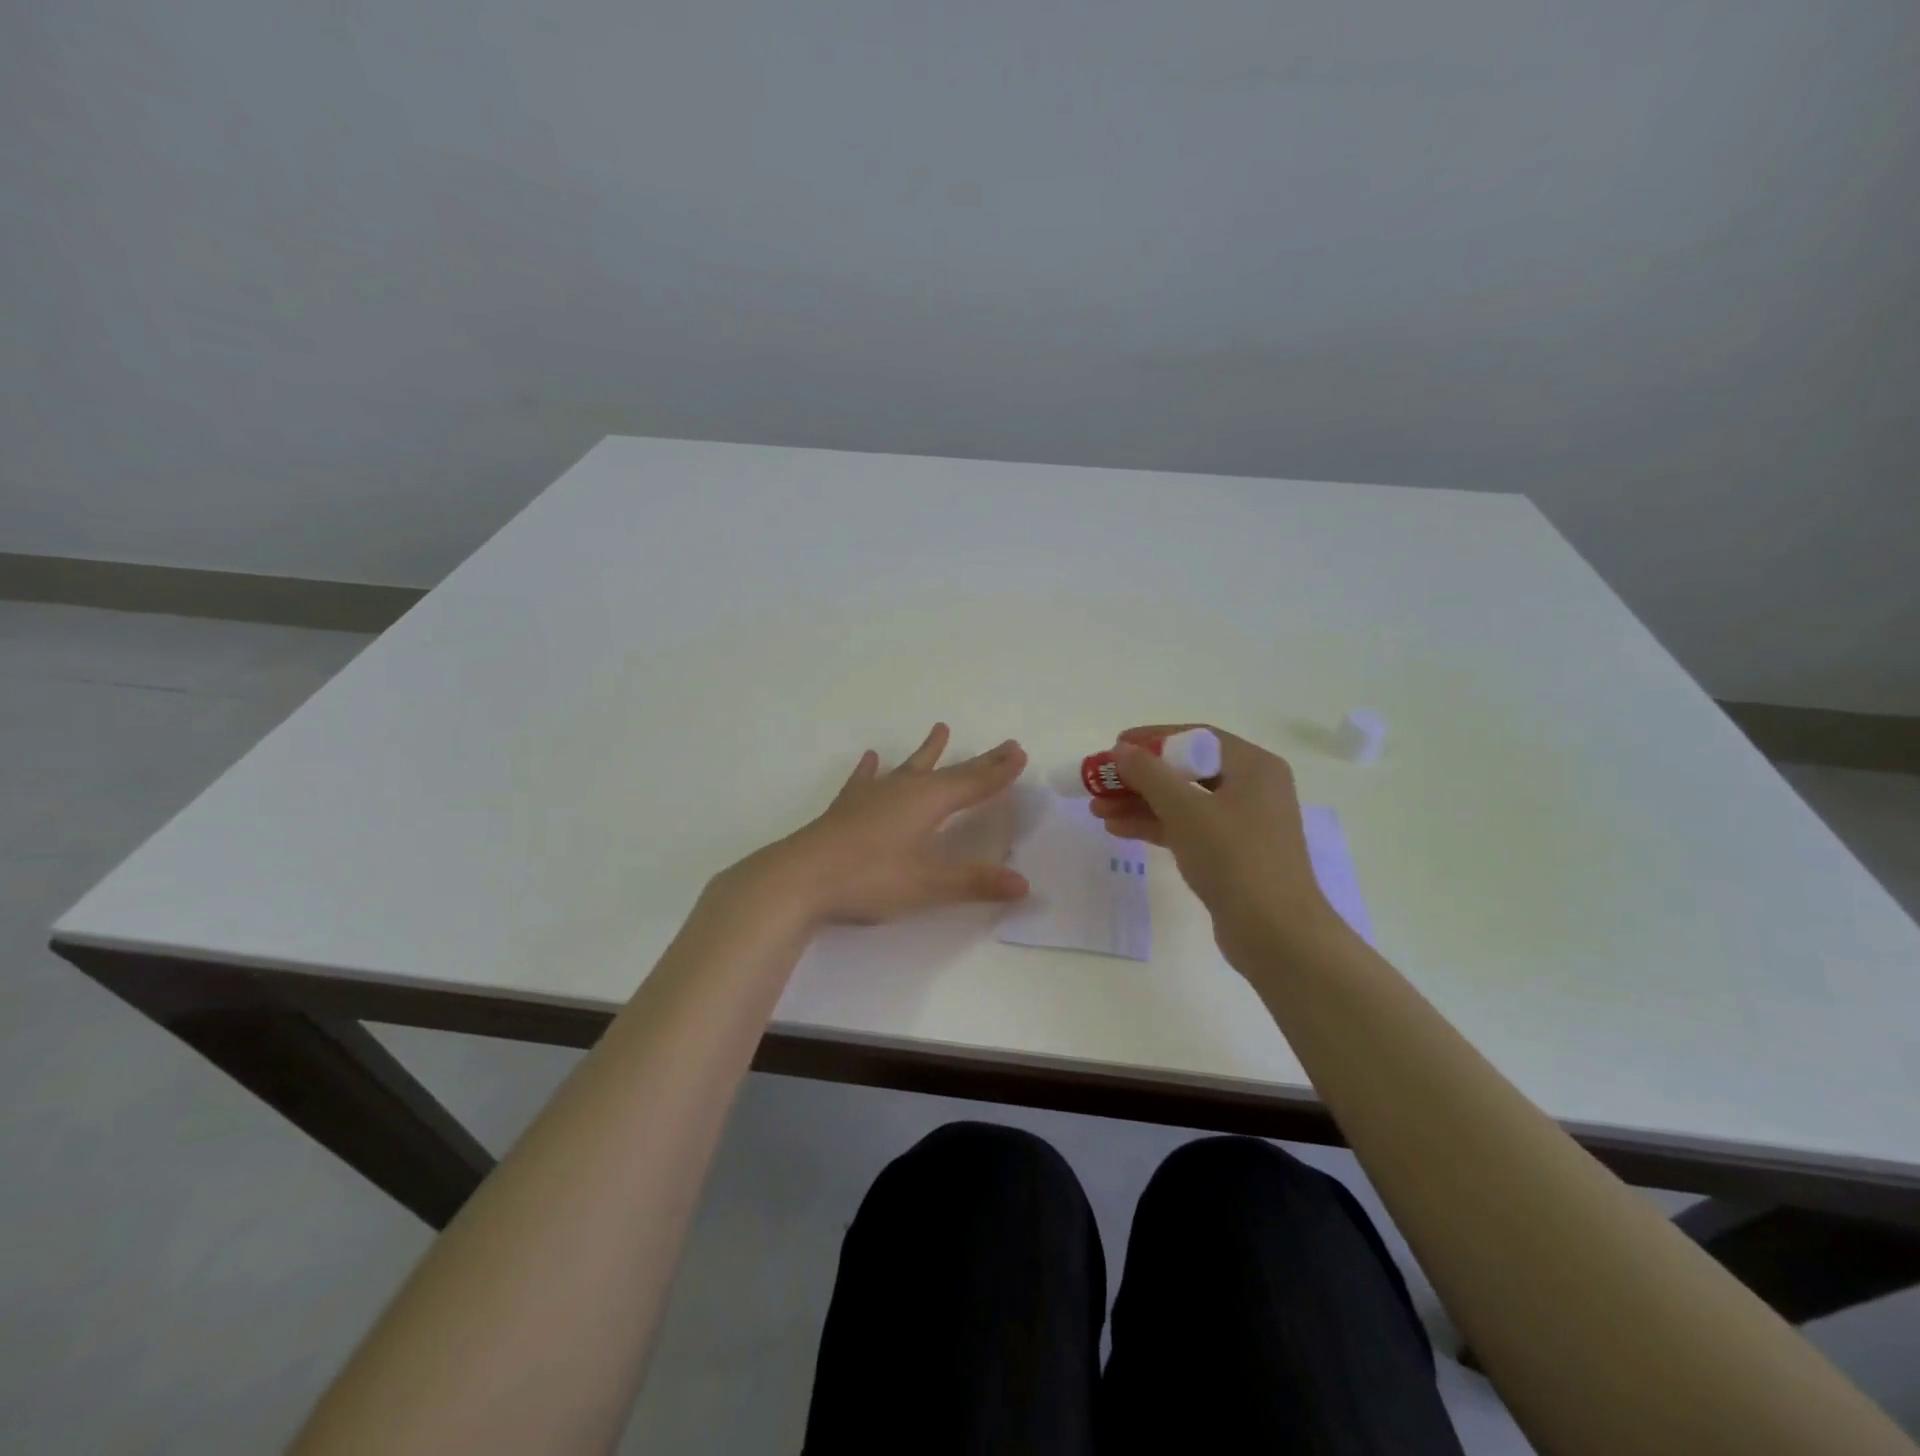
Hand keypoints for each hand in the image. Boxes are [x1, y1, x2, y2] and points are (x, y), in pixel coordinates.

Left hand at [728, 724, 1030, 925]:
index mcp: (927, 802)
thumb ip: (975, 882)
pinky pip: (865, 780)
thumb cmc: (868, 879)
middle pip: (949, 771)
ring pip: (909, 767)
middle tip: (1004, 745)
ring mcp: (872, 795)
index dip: (998, 772)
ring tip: (941, 729)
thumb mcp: (927, 885)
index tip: (1019, 753)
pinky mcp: (847, 807)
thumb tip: (1024, 883)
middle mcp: (903, 789)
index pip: (973, 784)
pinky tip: (871, 757)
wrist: (799, 878)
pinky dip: (871, 769)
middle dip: (979, 761)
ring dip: (928, 752)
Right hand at [1088, 724, 1336, 961]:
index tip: (1115, 747)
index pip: (1196, 738)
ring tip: (1097, 808)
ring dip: (1139, 803)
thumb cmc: (1235, 858)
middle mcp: (1252, 788)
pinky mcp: (1231, 854)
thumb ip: (1149, 774)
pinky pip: (1187, 828)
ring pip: (1182, 802)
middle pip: (1186, 770)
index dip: (1152, 739)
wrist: (1276, 934)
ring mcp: (1242, 823)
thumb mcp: (1186, 809)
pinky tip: (1118, 829)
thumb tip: (1120, 750)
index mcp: (1254, 766)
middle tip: (1100, 781)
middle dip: (1139, 777)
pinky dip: (1155, 825)